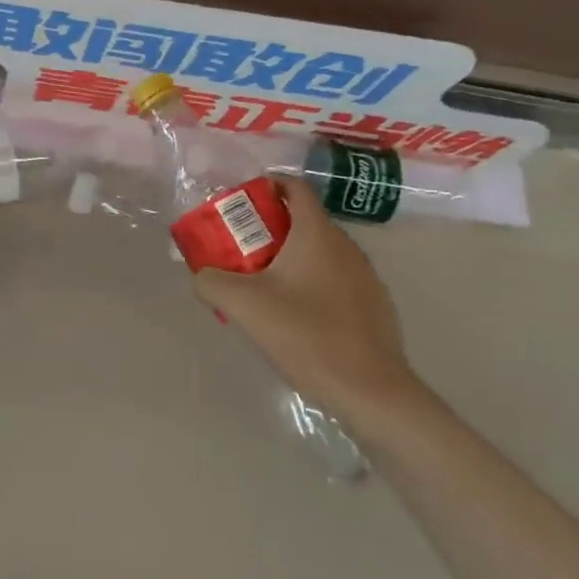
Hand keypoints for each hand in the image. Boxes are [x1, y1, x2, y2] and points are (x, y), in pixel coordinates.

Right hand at [192, 179, 421, 427]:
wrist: (370, 391)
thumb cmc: (305, 335)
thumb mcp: (243, 306)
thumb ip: (211, 282)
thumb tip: (202, 276)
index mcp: (317, 234)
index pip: (294, 188)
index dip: (267, 186)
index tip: (241, 204)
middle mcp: (346, 246)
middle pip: (304, 221)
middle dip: (270, 229)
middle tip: (241, 250)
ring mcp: (366, 276)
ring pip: (321, 253)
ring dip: (292, 259)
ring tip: (264, 286)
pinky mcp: (375, 306)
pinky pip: (336, 281)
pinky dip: (313, 285)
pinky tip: (297, 318)